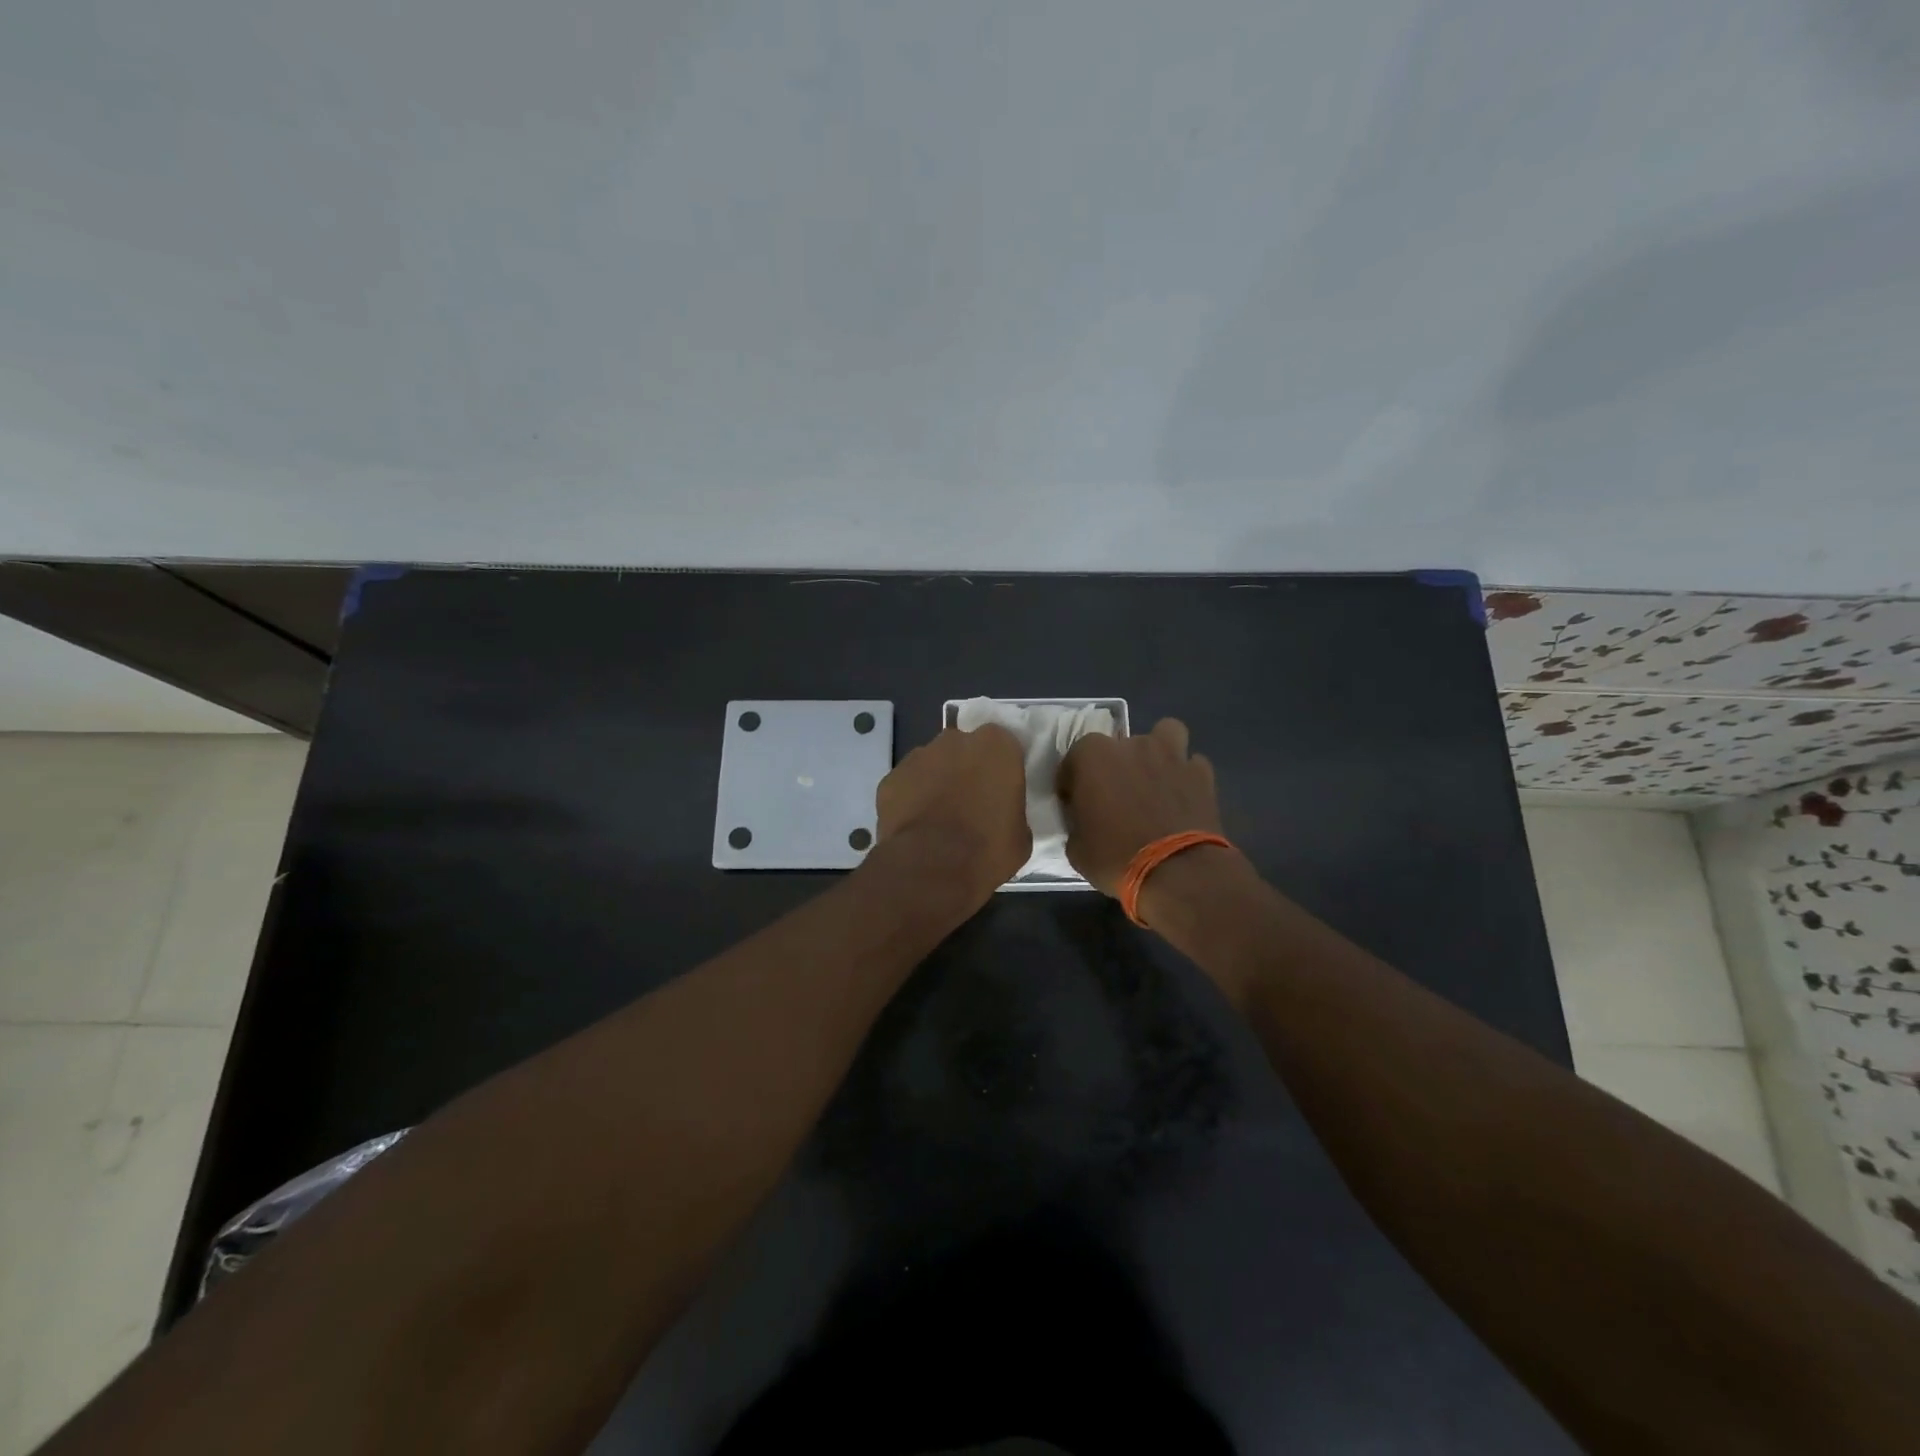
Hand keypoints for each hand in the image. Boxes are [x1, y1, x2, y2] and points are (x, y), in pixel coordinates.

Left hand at [875, 725, 1030, 905]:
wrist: (931, 867)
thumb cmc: (987, 849)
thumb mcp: (1020, 834)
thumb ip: (1011, 809)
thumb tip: (1001, 815)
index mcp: (996, 746)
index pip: (1003, 746)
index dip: (1000, 769)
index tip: (999, 791)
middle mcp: (955, 740)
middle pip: (963, 749)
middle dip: (966, 770)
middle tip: (970, 803)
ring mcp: (918, 756)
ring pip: (932, 764)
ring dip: (936, 782)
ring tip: (939, 818)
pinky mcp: (890, 778)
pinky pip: (907, 784)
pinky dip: (910, 799)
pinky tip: (916, 826)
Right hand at [1056, 718, 1222, 895]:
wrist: (1178, 873)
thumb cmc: (1116, 858)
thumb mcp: (1077, 849)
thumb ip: (1078, 822)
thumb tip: (1085, 821)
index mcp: (1093, 756)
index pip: (1073, 759)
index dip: (1073, 782)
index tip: (1076, 805)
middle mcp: (1131, 745)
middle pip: (1117, 746)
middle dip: (1114, 766)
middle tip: (1115, 798)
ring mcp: (1170, 755)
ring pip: (1164, 734)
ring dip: (1157, 752)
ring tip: (1154, 779)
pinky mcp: (1202, 773)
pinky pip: (1191, 764)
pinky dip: (1185, 776)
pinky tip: (1182, 797)